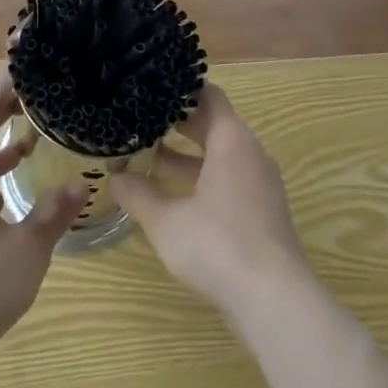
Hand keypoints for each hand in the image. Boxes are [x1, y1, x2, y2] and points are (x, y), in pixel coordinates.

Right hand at [112, 83, 310, 324]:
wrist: (274, 301)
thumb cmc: (218, 246)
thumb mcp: (166, 220)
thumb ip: (137, 194)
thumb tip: (113, 177)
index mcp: (232, 140)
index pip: (208, 95)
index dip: (180, 89)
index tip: (150, 86)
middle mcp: (249, 153)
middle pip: (212, 124)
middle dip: (176, 122)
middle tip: (138, 118)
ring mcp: (258, 183)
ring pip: (218, 155)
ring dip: (185, 155)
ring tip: (145, 155)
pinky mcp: (260, 210)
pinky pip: (227, 178)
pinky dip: (200, 177)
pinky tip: (169, 194)